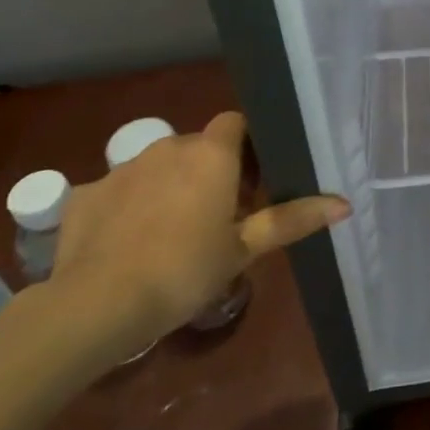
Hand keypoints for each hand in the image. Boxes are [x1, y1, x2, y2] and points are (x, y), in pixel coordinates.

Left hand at [43, 111, 348, 363]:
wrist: (94, 307)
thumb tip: (345, 204)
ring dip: (169, 187)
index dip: (247, 146)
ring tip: (172, 233)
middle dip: (210, 171)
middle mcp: (167, 148)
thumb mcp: (244, 249)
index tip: (253, 182)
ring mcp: (121, 169)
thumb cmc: (183, 271)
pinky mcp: (84, 195)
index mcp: (211, 154)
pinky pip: (117, 192)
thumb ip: (291, 220)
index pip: (235, 123)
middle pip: (198, 146)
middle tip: (220, 216)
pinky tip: (126, 244)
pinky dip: (127, 208)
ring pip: (157, 167)